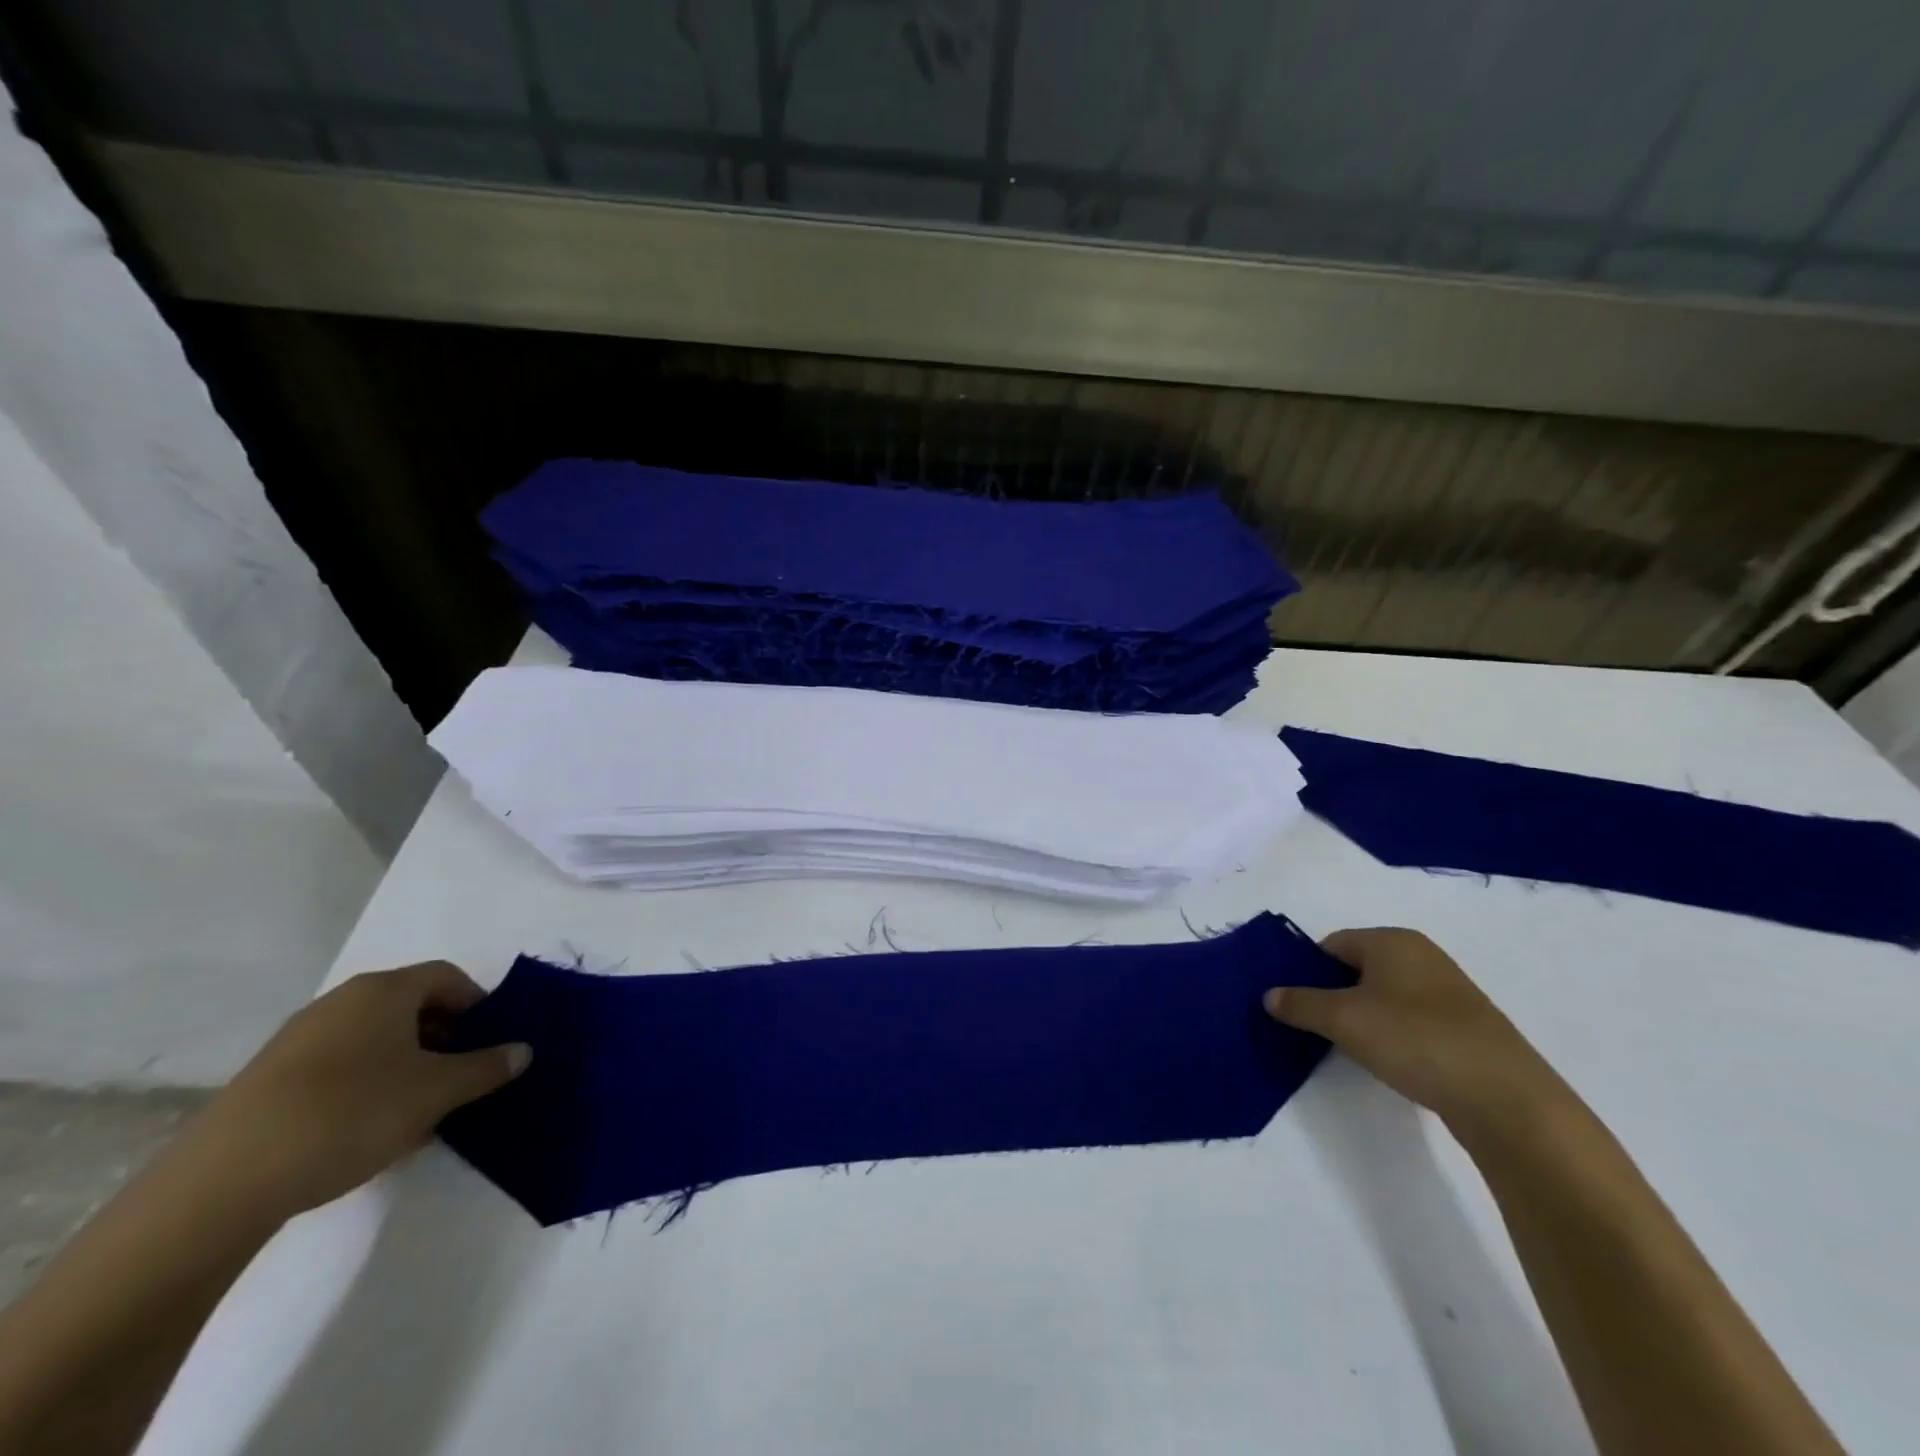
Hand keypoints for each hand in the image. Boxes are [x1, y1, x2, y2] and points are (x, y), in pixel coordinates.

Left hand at [175, 962, 528, 1222]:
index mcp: (383, 990)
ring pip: (375, 1040)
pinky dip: (367, 1086)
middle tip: (463, 1079)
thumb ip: (487, 1067)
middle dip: (445, 1039)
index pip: (448, 977)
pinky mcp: (268, 1081)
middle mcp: (340, 1002)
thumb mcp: (437, 1092)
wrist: (221, 1184)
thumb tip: (523, 1050)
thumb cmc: (350, 1114)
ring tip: (421, 1111)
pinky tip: (370, 1131)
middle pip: (411, 1007)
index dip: (479, 1004)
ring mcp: (298, 1040)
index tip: (492, 1043)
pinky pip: (339, 1068)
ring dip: (408, 1066)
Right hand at [1265, 927, 1573, 1142]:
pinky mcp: (1465, 1028)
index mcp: (1392, 940)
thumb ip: (1300, 1004)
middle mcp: (1421, 956)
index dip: (1306, 971)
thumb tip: (1270, 995)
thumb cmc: (1416, 1040)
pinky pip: (1410, 1021)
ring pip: (1383, 996)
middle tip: (1311, 1026)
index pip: (1330, 944)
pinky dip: (1391, 1035)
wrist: (1507, 1100)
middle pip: (1356, 968)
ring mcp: (1447, 992)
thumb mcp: (1343, 1020)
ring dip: (1361, 1018)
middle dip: (1331, 995)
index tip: (1292, 1003)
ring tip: (1346, 1048)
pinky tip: (1388, 1062)